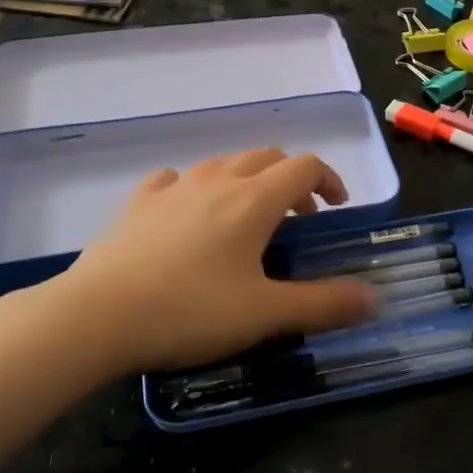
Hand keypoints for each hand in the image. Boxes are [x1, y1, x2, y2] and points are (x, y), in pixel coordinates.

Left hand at [55, 148, 377, 373]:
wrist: (97, 315)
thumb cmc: (190, 311)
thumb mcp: (265, 313)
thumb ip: (324, 304)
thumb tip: (375, 298)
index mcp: (254, 200)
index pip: (305, 166)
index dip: (330, 179)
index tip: (337, 208)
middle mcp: (217, 181)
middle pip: (266, 157)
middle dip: (291, 178)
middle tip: (298, 217)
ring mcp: (173, 188)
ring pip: (222, 163)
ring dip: (247, 179)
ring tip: (249, 216)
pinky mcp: (137, 204)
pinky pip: (174, 179)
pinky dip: (194, 187)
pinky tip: (188, 211)